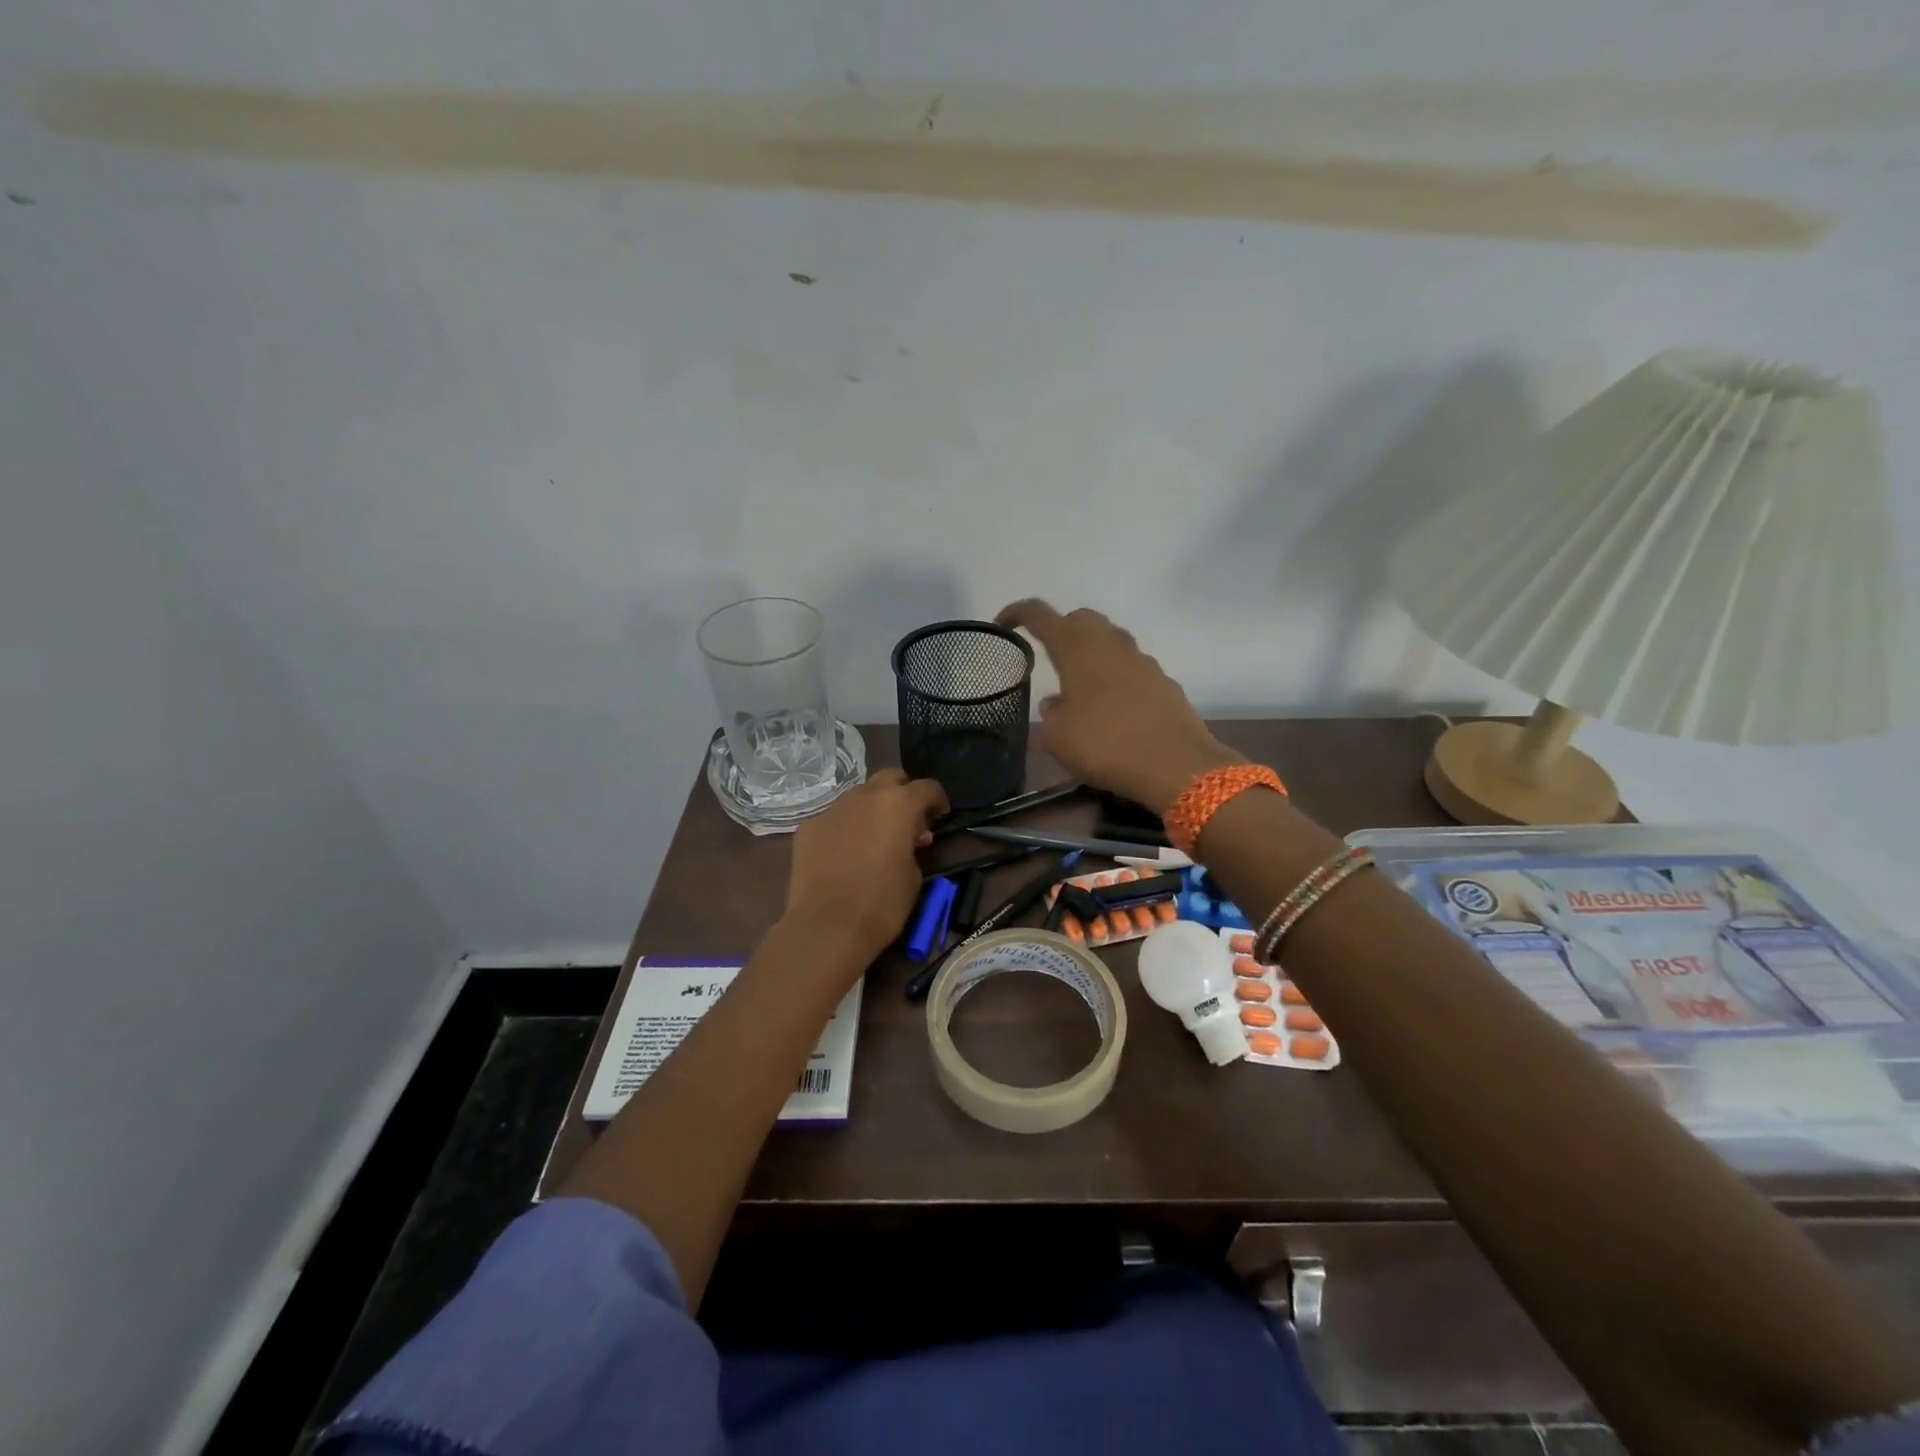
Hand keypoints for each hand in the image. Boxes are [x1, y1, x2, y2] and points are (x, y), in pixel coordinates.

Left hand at [784, 769, 949, 971]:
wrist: (827, 928)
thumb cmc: (882, 904)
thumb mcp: (914, 875)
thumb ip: (914, 846)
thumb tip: (909, 839)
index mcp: (899, 804)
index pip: (928, 787)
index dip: (938, 801)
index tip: (940, 817)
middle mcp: (865, 796)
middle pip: (890, 778)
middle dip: (903, 793)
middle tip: (908, 821)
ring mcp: (833, 809)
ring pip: (860, 796)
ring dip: (873, 809)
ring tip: (875, 838)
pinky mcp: (809, 827)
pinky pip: (835, 819)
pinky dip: (846, 828)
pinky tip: (845, 854)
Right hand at [996, 599, 1242, 813]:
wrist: (1177, 765)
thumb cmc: (1106, 746)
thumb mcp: (1058, 737)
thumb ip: (1051, 713)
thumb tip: (1057, 702)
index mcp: (1076, 648)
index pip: (1039, 614)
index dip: (1016, 613)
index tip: (1003, 625)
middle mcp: (1110, 644)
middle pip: (1080, 618)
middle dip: (1060, 629)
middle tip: (1048, 657)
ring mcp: (1142, 660)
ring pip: (1109, 641)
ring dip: (1090, 653)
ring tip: (1078, 686)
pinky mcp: (1164, 682)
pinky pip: (1131, 668)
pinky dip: (1115, 677)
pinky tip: (1112, 708)